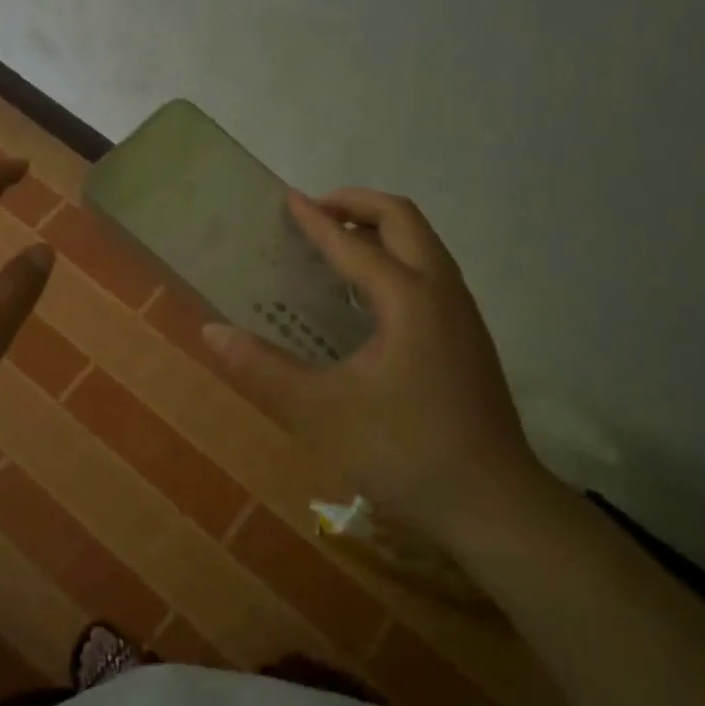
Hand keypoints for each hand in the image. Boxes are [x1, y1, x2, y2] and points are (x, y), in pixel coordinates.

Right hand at [203, 189, 546, 532]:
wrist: (493, 505)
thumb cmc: (403, 452)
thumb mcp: (319, 412)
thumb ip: (263, 368)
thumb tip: (211, 332)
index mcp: (408, 299)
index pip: (354, 243)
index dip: (315, 220)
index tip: (287, 199)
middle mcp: (442, 292)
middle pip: (404, 220)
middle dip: (357, 204)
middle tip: (314, 212)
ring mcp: (463, 314)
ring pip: (424, 244)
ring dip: (381, 229)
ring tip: (337, 244)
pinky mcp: (469, 338)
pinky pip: (431, 271)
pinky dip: (397, 258)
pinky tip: (369, 296)